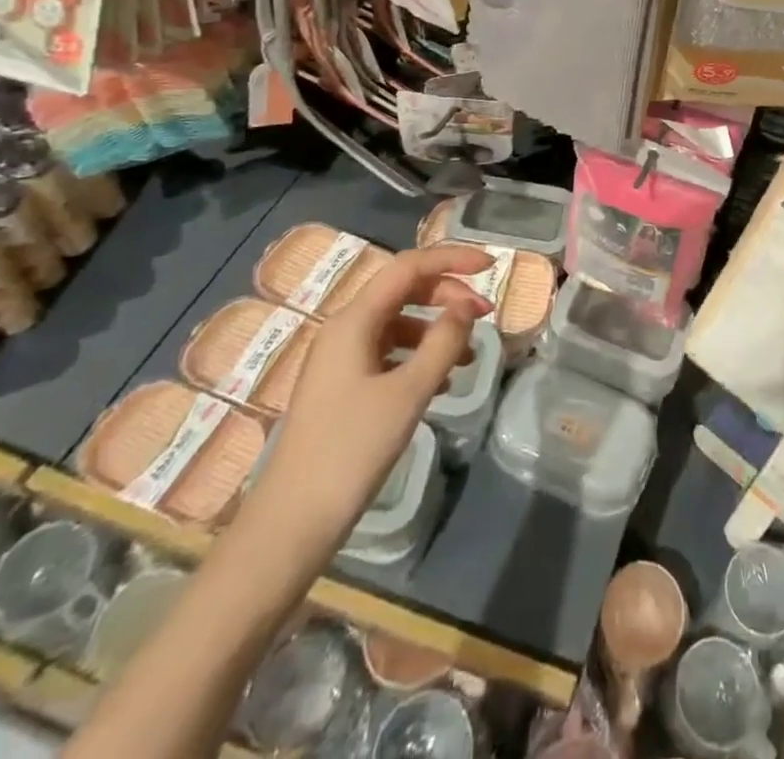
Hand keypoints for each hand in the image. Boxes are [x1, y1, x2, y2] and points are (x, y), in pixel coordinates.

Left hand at [249, 245, 494, 543]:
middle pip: (404, 290)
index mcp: (354, 321)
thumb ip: (444, 342)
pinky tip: (442, 382)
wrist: (292, 523)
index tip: (492, 267)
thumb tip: (467, 306)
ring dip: (437, 329)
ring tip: (469, 355)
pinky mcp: (343, 387)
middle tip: (485, 317)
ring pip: (398, 323)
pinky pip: (389, 353)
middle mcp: (345, 330)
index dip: (452, 259)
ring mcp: (341, 359)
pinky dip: (420, 355)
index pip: (409, 267)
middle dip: (448, 295)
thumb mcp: (409, 392)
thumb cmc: (351, 449)